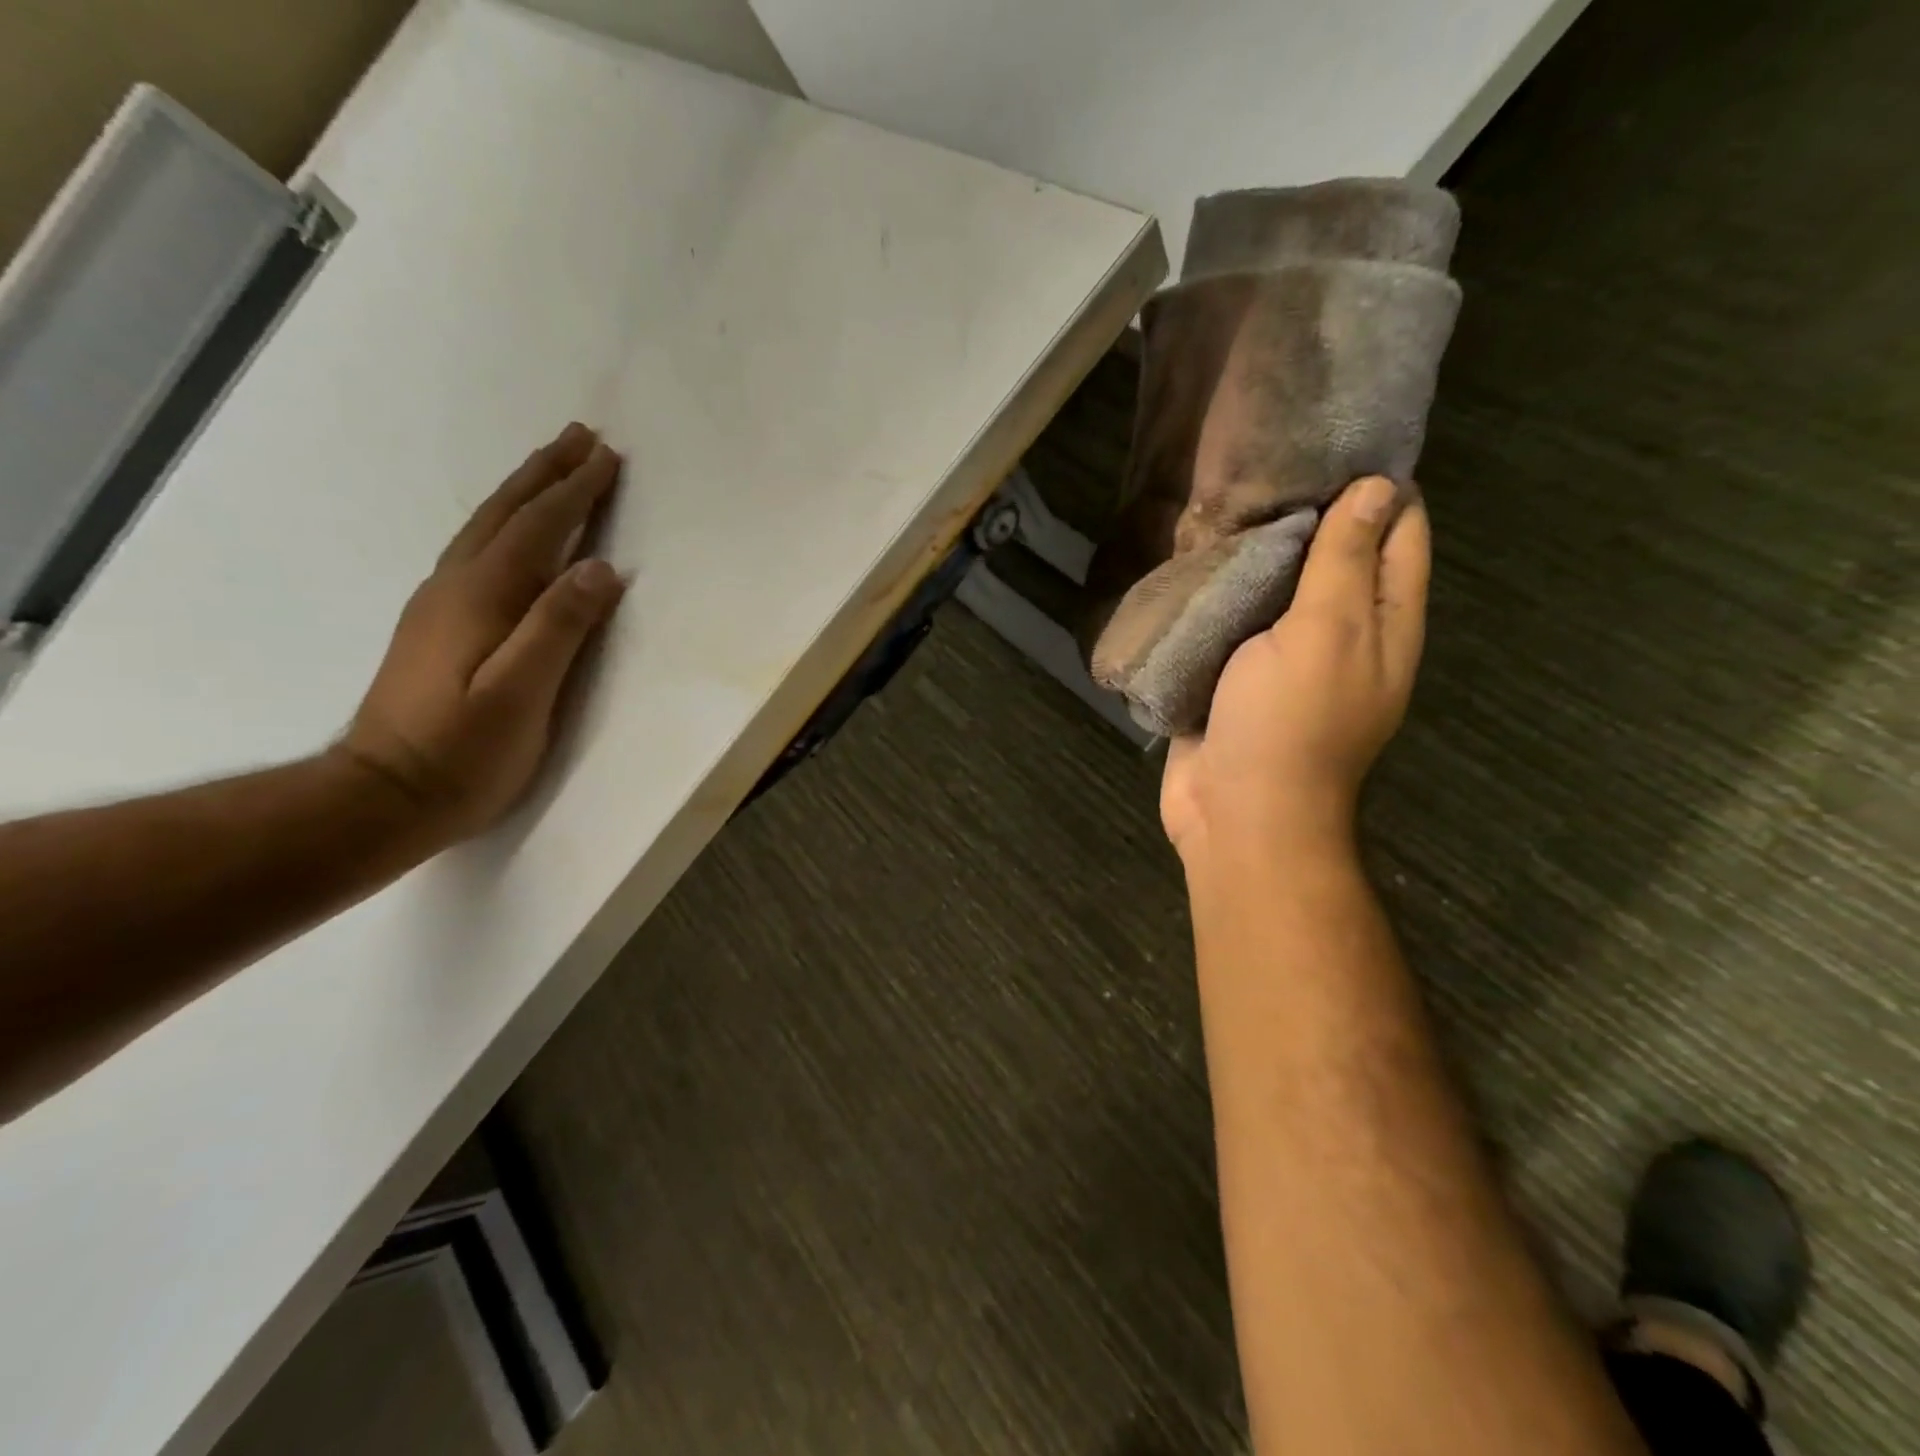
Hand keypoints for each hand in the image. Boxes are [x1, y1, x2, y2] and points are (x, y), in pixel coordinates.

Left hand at [337, 422, 627, 843]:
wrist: (383, 794)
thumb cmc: (465, 752)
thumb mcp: (523, 695)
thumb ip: (559, 627)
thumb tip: (600, 570)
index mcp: (483, 597)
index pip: (539, 529)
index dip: (575, 492)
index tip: (607, 456)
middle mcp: (457, 586)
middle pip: (506, 514)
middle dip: (546, 473)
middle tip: (580, 436)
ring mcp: (440, 603)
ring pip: (487, 528)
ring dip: (524, 492)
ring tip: (552, 467)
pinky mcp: (437, 625)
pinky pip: (478, 551)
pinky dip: (505, 524)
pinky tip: (512, 531)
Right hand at [1161, 475, 1429, 870]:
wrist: (1237, 813)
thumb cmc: (1289, 722)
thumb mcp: (1325, 632)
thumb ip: (1346, 560)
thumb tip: (1377, 487)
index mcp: (1383, 622)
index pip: (1399, 534)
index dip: (1377, 486)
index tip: (1332, 439)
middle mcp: (1342, 634)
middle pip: (1336, 556)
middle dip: (1307, 513)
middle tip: (1263, 463)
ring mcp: (1285, 658)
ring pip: (1278, 587)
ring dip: (1257, 552)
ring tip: (1224, 497)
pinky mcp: (1235, 676)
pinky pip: (1235, 620)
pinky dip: (1222, 591)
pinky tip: (1195, 558)